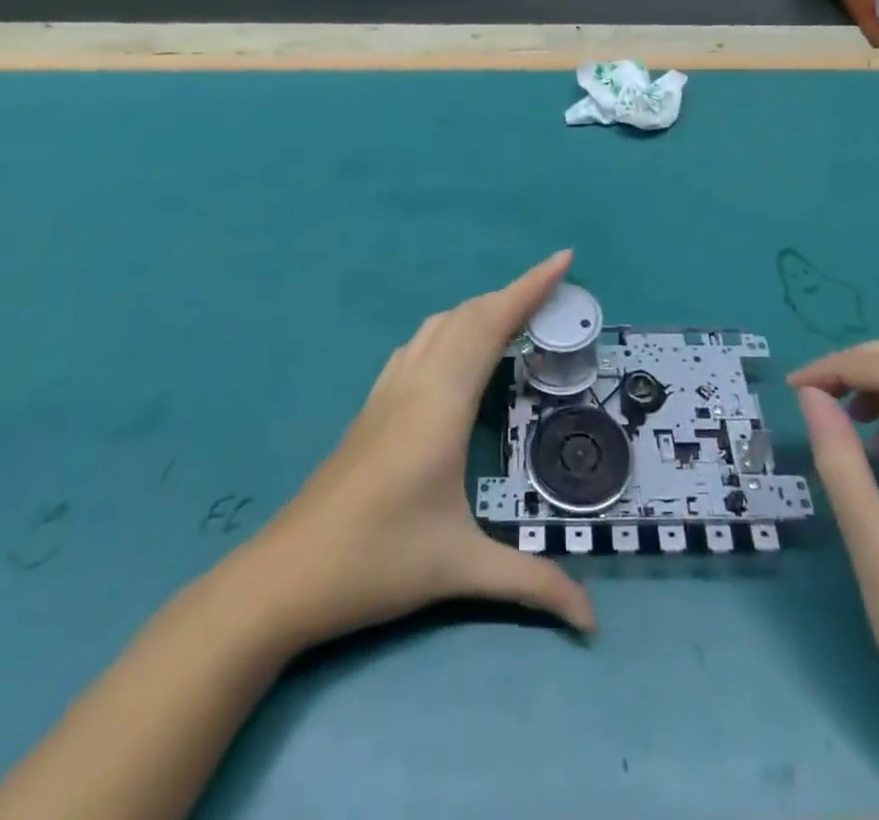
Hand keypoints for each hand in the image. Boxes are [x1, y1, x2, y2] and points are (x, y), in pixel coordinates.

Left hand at [232, 250, 595, 652]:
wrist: (286, 574)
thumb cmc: (377, 561)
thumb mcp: (460, 568)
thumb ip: (532, 583)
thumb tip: (593, 619)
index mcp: (442, 403)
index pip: (492, 325)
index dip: (529, 287)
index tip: (563, 259)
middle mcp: (416, 382)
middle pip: (468, 316)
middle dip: (514, 294)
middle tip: (555, 293)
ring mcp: (388, 391)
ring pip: (439, 326)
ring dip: (479, 310)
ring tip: (515, 317)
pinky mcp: (372, 406)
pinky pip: (417, 345)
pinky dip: (450, 330)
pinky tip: (455, 352)